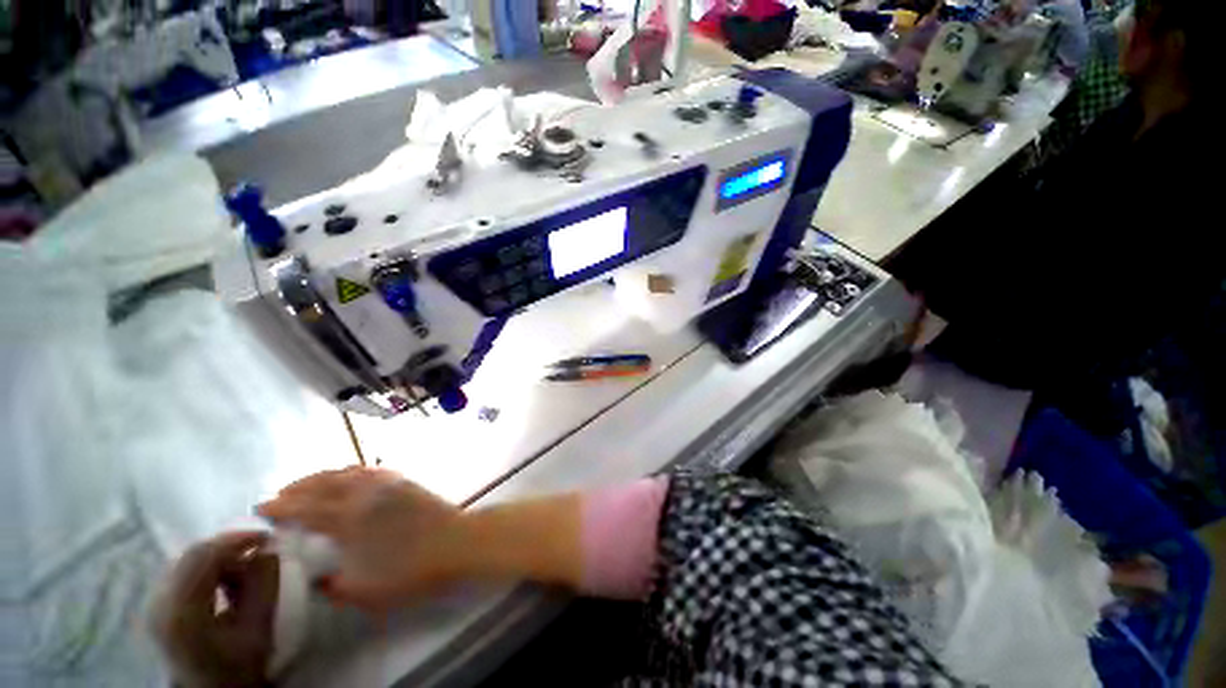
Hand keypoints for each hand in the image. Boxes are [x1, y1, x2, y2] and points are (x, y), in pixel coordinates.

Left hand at [151, 531, 278, 687]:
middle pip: (193, 555)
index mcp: (182, 611)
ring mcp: (153, 603)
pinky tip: (225, 585)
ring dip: (220, 560)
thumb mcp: (259, 629)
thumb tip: (269, 551)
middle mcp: (159, 601)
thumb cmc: (238, 665)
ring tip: (244, 576)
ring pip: (188, 560)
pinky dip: (209, 570)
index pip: (203, 556)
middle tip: (260, 553)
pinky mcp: (157, 604)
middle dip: (230, 549)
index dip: (236, 539)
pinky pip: (183, 571)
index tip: (268, 537)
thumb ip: (264, 586)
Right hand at [258, 467, 464, 611]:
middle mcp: (365, 494)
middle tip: (279, 494)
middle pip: (324, 483)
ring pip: (347, 472)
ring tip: (307, 484)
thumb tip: (316, 578)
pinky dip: (351, 471)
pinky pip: (370, 470)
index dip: (281, 507)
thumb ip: (332, 585)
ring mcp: (387, 483)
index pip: (306, 509)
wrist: (456, 542)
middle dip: (298, 487)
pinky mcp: (405, 481)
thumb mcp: (362, 591)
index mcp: (349, 518)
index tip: (260, 507)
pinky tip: (349, 475)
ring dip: (322, 476)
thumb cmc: (409, 570)